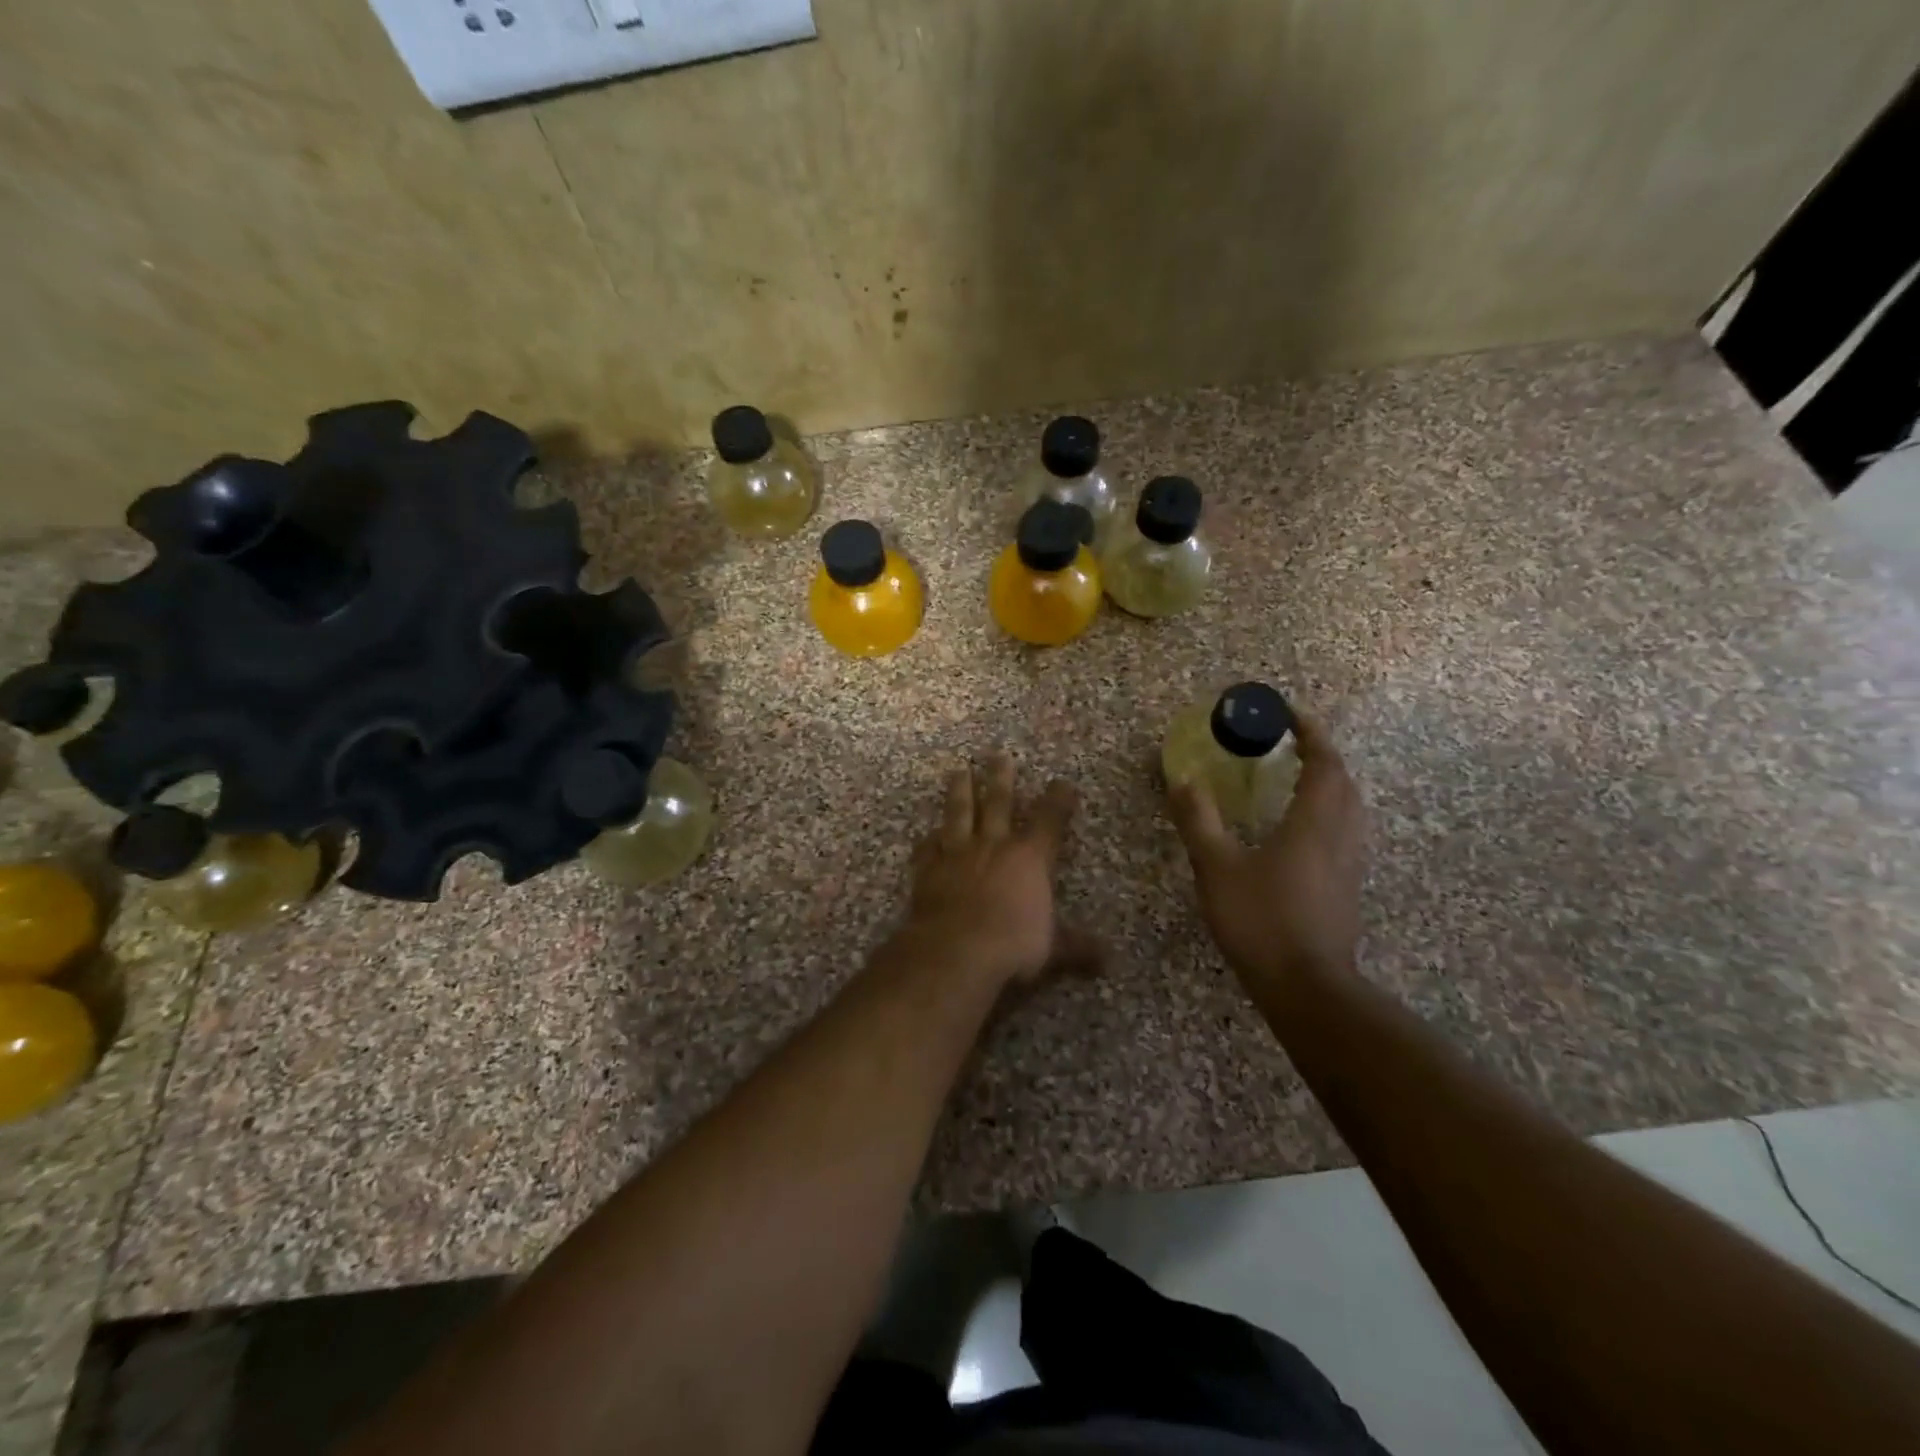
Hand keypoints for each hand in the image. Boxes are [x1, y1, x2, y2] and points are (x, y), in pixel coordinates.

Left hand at [903, 754, 1090, 986]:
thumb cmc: (1012, 945)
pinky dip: (928, 839)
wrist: (955, 950)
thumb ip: (1076, 948)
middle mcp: (993, 846)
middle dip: (1000, 778)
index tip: (1062, 782)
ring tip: (958, 771)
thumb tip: (1108, 959)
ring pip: (959, 813)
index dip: (1058, 800)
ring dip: (960, 791)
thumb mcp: (1052, 949)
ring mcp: (957, 854)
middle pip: (999, 802)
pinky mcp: (928, 869)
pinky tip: (927, 833)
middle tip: (997, 755)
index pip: (1049, 820)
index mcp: (1029, 858)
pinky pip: (928, 847)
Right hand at [1168, 710, 1365, 985]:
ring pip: (1350, 809)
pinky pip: (1345, 833)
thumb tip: (1181, 778)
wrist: (1306, 987)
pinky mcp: (1347, 888)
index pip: (1324, 763)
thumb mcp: (1217, 867)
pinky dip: (1328, 814)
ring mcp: (1349, 864)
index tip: (1290, 714)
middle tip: (1290, 745)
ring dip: (1330, 784)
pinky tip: (1302, 831)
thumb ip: (1198, 820)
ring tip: (1297, 780)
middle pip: (1344, 782)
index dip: (1311, 732)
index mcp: (1313, 822)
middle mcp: (1340, 836)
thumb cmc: (1261, 920)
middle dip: (1322, 756)